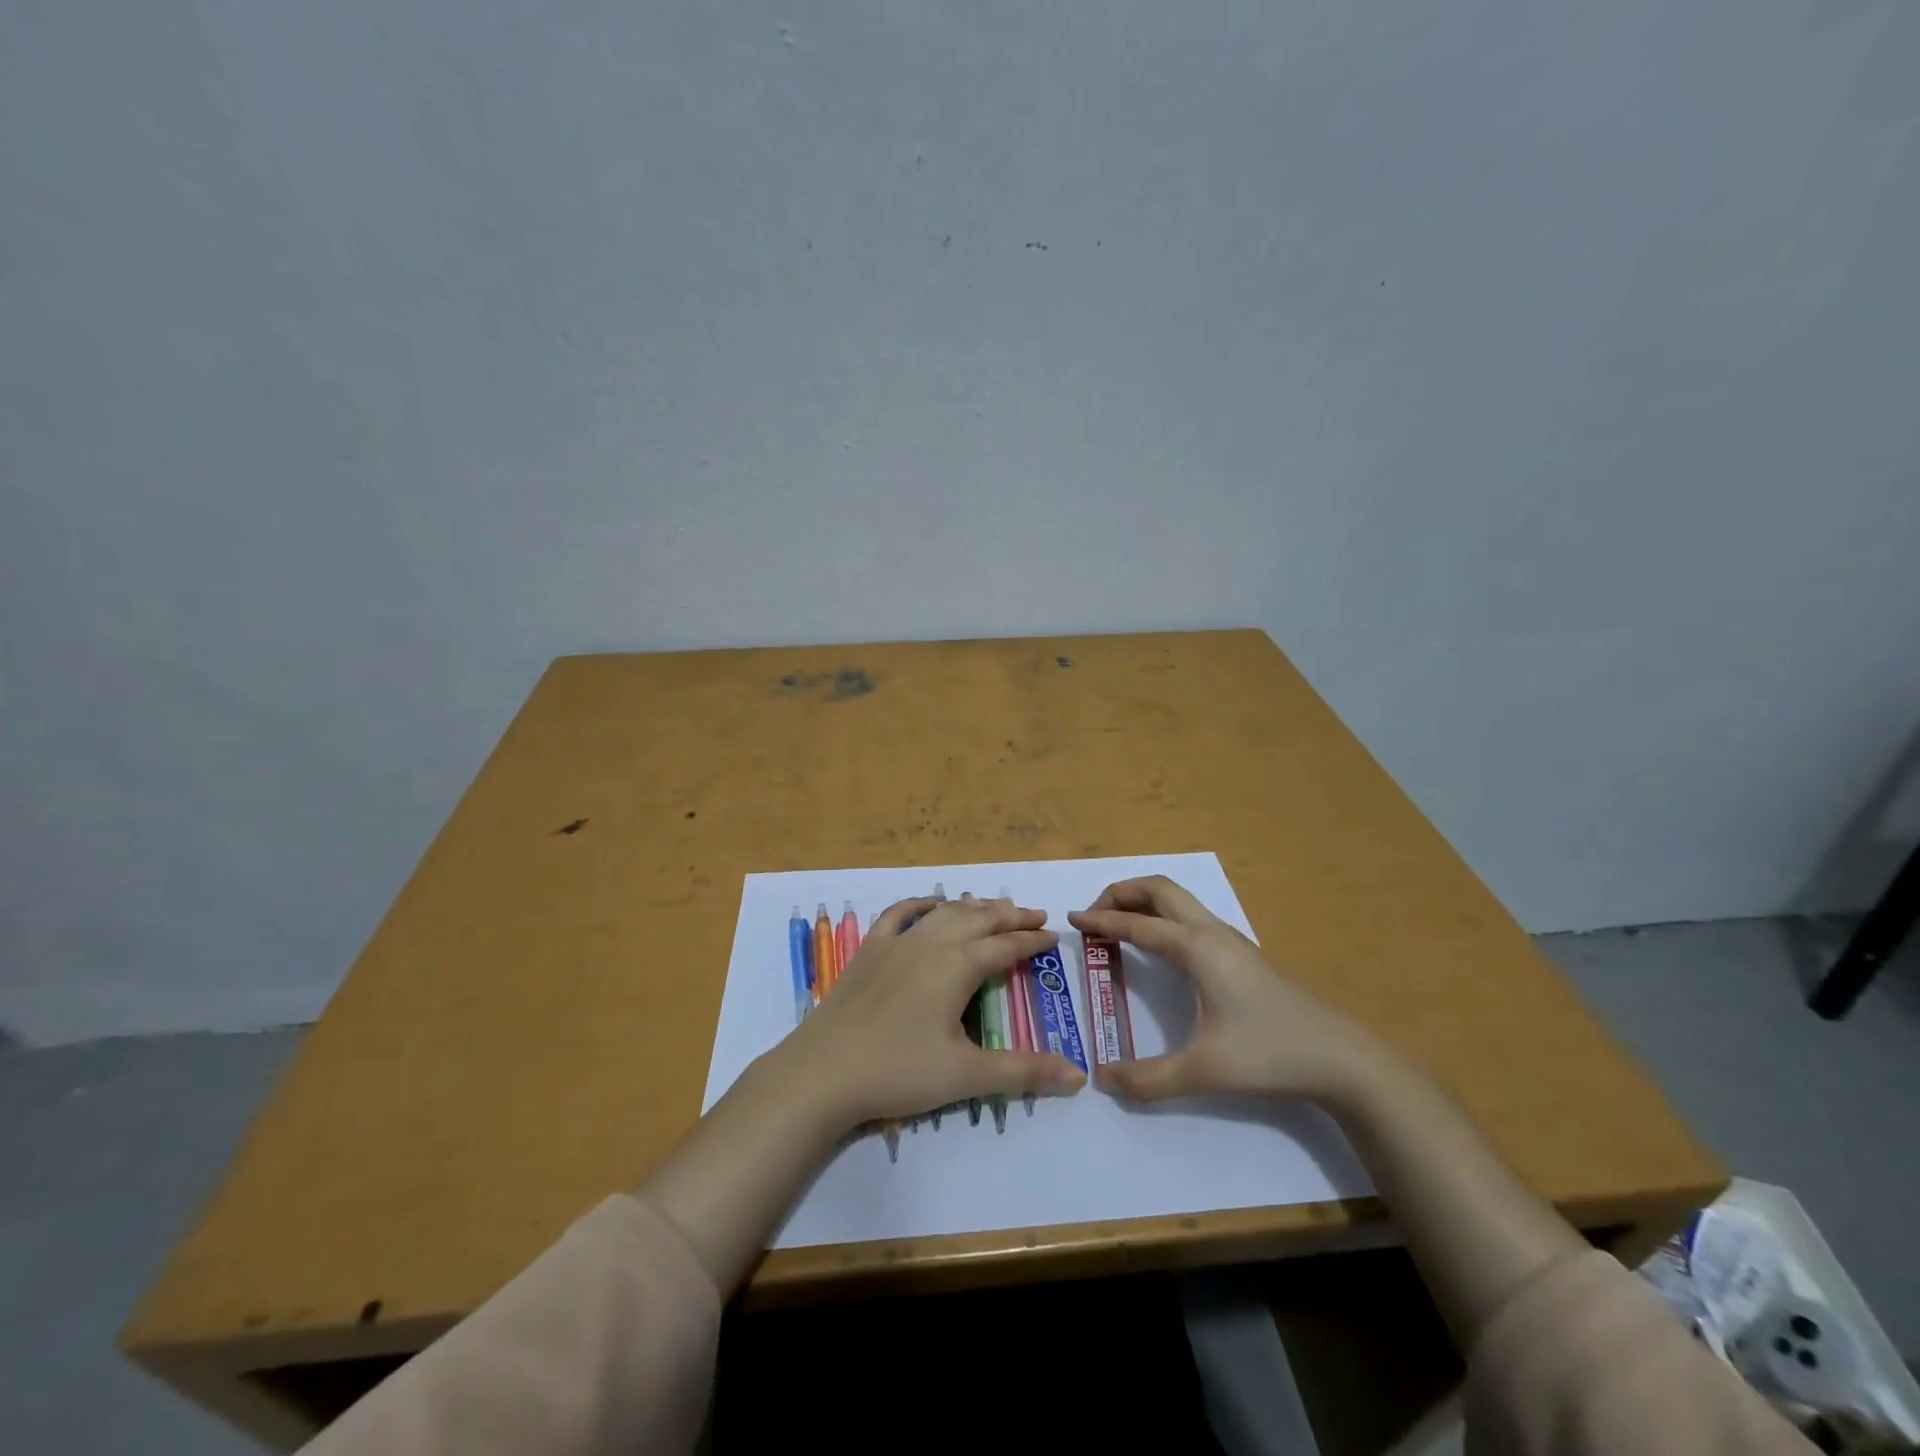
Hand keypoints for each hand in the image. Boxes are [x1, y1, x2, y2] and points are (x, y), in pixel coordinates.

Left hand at [767, 895, 1087, 1126]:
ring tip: (993, 907)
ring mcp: (896, 943)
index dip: (1032, 940)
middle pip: (978, 919)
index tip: (1053, 935)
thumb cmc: (898, 1072)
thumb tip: (1079, 1076)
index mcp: (957, 967)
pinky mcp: (869, 950)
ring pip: (944, 913)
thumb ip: (1023, 1072)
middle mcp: (931, 944)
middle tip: (1034, 914)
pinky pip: (899, 915)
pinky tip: (931, 904)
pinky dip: (920, 904)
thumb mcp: (967, 1076)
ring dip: (973, 907)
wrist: (823, 1071)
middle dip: (1010, 915)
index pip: (1005, 946)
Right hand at [1069, 876, 1389, 1104]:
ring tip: (1119, 925)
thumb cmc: (1269, 1054)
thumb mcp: (1203, 1071)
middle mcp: (1210, 931)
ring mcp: (1230, 939)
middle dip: (1121, 892)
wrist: (1340, 1058)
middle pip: (1159, 888)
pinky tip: (1160, 947)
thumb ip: (1148, 1079)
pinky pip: (1190, 915)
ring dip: (1144, 900)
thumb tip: (1102, 1080)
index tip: (1071, 921)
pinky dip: (1162, 915)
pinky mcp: (1242, 953)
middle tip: (1094, 915)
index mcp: (1195, 948)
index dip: (1100, 921)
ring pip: (1179, 898)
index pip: (1136, 923)